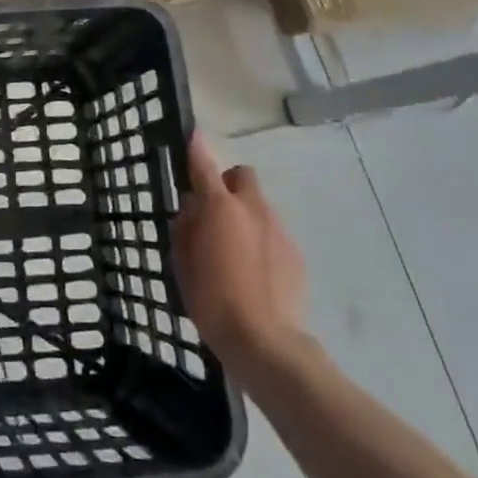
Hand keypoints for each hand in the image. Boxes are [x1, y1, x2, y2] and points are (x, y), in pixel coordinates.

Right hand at [171, 135, 309, 386]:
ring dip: (244, 216)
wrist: (265, 341)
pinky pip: (273, 233)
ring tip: (233, 251)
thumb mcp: (182, 262)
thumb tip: (194, 209)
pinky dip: (261, 241)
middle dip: (227, 184)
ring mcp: (278, 230)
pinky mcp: (295, 254)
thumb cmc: (211, 299)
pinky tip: (253, 271)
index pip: (204, 166)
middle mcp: (252, 209)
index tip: (193, 135)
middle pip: (242, 177)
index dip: (196, 149)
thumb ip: (187, 227)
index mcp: (219, 208)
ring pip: (259, 206)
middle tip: (214, 212)